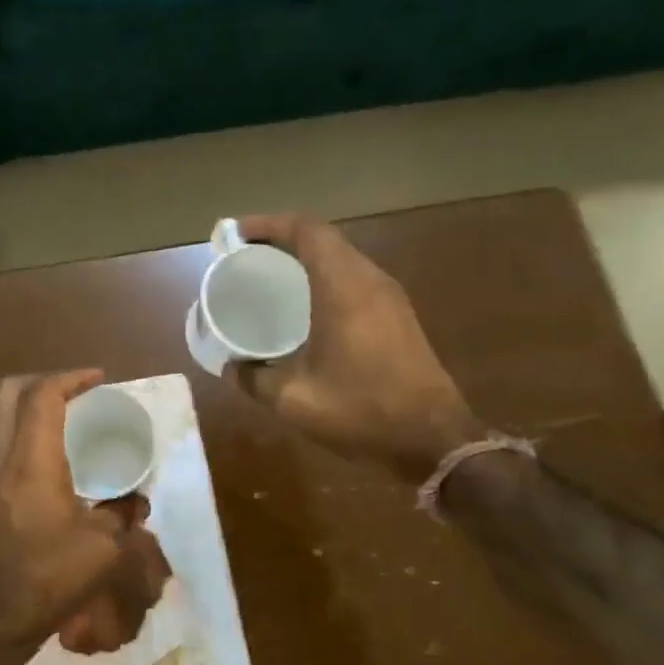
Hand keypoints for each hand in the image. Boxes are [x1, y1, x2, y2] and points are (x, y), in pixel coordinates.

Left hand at [0, 370, 172, 660]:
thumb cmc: (45, 578)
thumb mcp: (103, 550)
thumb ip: (123, 517)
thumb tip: (136, 503)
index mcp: (30, 460)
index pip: (43, 395)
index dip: (71, 378)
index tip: (99, 380)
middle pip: (8, 392)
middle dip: (43, 381)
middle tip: (77, 393)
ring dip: (29, 407)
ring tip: (65, 421)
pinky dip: (21, 433)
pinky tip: (48, 461)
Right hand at [223, 214, 482, 480]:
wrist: (433, 440)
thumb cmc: (361, 411)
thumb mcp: (294, 400)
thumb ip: (254, 378)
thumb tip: (230, 367)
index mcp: (344, 288)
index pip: (307, 231)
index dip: (269, 224)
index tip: (236, 235)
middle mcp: (369, 281)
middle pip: (324, 238)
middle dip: (282, 239)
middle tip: (246, 255)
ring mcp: (389, 297)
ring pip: (342, 257)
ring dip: (305, 257)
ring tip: (270, 276)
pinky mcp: (398, 315)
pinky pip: (354, 278)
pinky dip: (324, 277)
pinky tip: (305, 306)